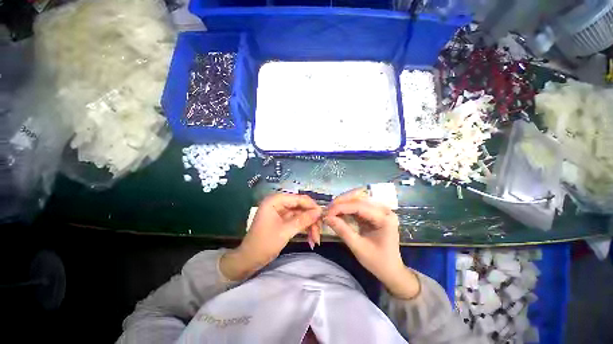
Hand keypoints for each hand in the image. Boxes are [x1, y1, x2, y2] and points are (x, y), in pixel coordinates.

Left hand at [220, 193, 321, 280]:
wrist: (248, 260)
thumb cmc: (264, 244)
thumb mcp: (285, 231)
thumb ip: (303, 220)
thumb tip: (319, 211)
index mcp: (275, 200)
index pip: (298, 198)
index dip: (312, 206)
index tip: (323, 217)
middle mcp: (279, 203)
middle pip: (301, 206)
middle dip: (311, 219)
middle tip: (319, 232)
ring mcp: (281, 212)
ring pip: (301, 214)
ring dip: (309, 225)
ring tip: (315, 239)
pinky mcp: (283, 220)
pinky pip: (297, 220)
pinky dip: (304, 228)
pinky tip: (310, 238)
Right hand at [324, 188, 419, 298]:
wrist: (391, 270)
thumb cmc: (377, 262)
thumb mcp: (358, 247)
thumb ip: (342, 230)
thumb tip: (326, 218)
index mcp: (384, 218)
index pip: (359, 206)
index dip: (341, 207)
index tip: (326, 212)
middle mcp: (384, 210)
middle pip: (359, 199)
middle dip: (341, 202)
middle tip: (327, 209)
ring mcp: (380, 210)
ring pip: (357, 200)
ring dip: (343, 203)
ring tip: (330, 210)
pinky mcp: (374, 213)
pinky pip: (358, 206)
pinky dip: (347, 208)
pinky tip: (337, 211)